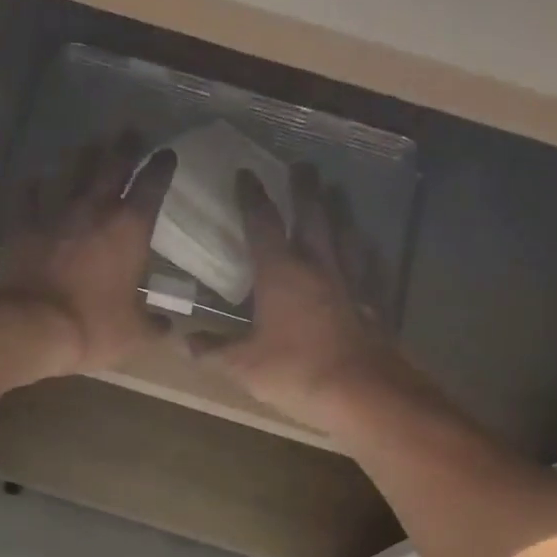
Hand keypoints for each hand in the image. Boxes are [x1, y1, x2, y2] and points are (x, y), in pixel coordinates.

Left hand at [0, 134, 176, 375]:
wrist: (35, 326)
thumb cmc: (94, 327)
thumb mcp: (135, 334)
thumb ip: (154, 326)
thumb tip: (168, 326)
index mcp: (130, 229)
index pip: (152, 185)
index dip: (162, 167)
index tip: (167, 154)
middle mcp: (94, 209)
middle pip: (112, 165)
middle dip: (125, 146)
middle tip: (131, 131)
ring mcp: (55, 213)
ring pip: (71, 171)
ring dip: (83, 156)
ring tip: (90, 144)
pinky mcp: (23, 225)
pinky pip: (27, 196)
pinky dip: (32, 187)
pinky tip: (33, 181)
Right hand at [191, 165, 417, 432]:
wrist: (361, 391)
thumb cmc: (295, 371)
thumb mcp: (243, 365)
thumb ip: (213, 351)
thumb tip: (184, 342)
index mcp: (281, 273)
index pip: (262, 223)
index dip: (252, 197)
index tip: (245, 173)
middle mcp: (318, 266)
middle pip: (312, 216)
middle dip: (304, 189)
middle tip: (302, 165)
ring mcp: (350, 282)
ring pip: (344, 234)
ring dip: (338, 210)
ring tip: (336, 191)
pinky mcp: (372, 302)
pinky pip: (369, 267)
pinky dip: (365, 252)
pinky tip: (367, 249)